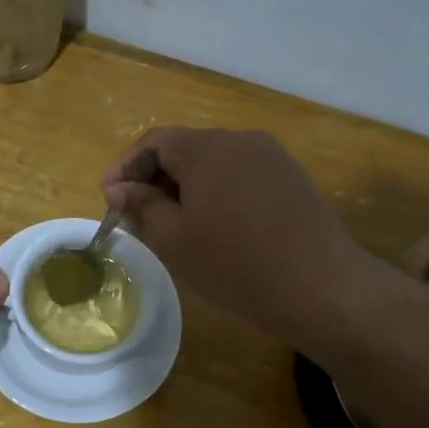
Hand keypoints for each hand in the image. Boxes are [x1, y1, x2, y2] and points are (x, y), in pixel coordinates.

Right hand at [102, 128, 399, 347]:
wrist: (320, 287)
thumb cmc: (234, 264)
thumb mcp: (175, 239)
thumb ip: (141, 205)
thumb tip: (118, 188)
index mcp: (207, 148)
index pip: (153, 142)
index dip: (125, 168)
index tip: (108, 200)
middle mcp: (241, 140)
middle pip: (185, 149)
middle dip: (154, 178)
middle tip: (136, 216)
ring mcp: (272, 158)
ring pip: (214, 164)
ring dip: (185, 188)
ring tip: (173, 225)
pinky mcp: (292, 180)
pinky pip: (240, 176)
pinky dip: (216, 194)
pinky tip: (215, 227)